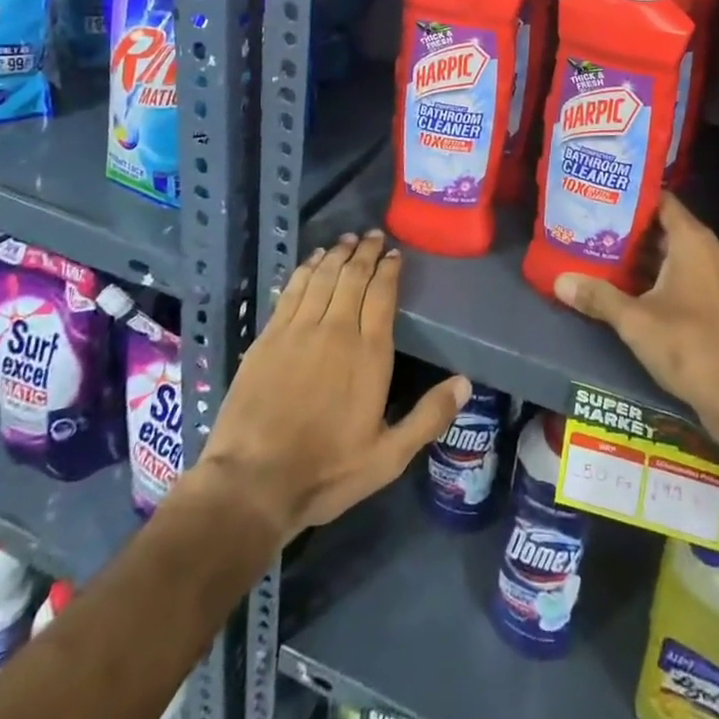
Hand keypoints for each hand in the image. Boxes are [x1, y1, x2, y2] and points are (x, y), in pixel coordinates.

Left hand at [195, 231, 468, 542]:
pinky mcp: (269, 337)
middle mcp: (336, 330)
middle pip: (354, 277)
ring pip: (323, 276)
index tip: (395, 254)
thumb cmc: (326, 470)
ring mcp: (299, 330)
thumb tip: (466, 383)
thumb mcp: (388, 456)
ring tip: (347, 239)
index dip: (390, 269)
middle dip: (366, 252)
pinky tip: (312, 260)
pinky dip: (306, 269)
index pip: (383, 294)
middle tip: (373, 235)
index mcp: (369, 353)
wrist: (253, 482)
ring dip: (337, 254)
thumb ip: (428, 417)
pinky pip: (293, 290)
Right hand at [553, 192, 718, 427]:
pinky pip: (690, 272)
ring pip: (678, 252)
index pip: (662, 200)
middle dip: (634, 229)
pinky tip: (635, 287)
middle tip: (597, 228)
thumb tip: (559, 281)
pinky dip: (664, 274)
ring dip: (647, 255)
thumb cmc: (687, 345)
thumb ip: (598, 296)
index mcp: (694, 241)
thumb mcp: (634, 321)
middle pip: (668, 227)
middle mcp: (712, 249)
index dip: (634, 197)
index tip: (604, 198)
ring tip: (608, 254)